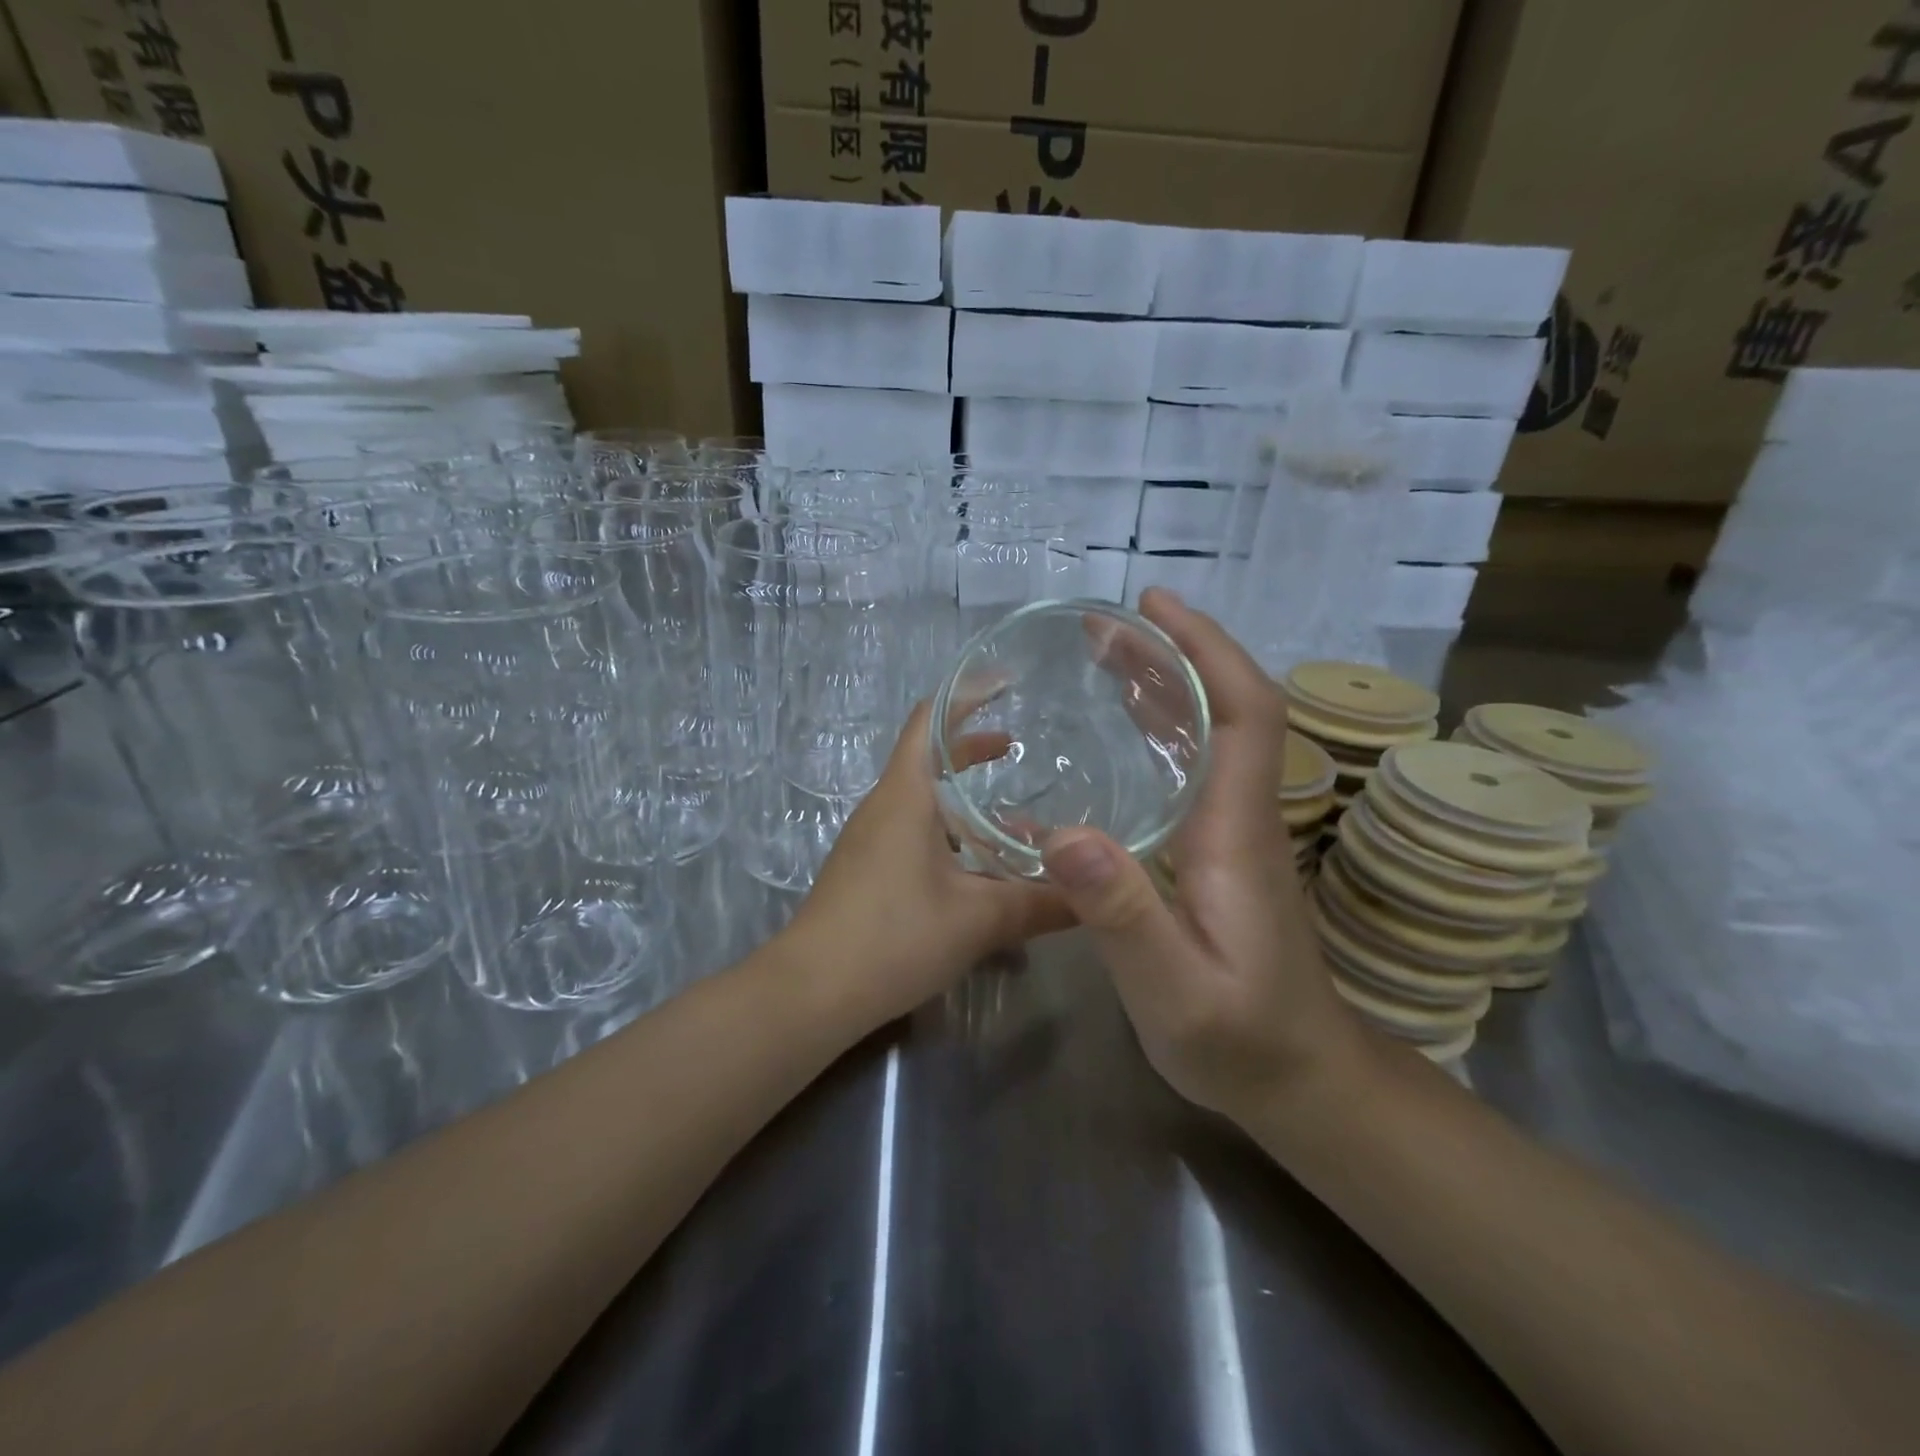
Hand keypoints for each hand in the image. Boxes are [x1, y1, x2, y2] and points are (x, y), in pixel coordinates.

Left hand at [787, 699, 1073, 1027]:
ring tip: (1016, 824)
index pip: (929, 718)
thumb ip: (1040, 904)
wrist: (811, 992)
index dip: (966, 694)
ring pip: (925, 805)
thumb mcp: (979, 919)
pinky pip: (915, 837)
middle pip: (929, 759)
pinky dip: (952, 839)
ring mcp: (870, 841)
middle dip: (974, 751)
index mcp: (905, 794)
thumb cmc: (894, 936)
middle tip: (1018, 751)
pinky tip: (982, 876)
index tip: (1005, 682)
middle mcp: (884, 807)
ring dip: (967, 807)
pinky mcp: (867, 873)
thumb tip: (1095, 899)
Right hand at [1039, 589, 1366, 1119]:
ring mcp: (1235, 831)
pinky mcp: (1221, 850)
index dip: (1207, 650)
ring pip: (1213, 734)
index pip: (1246, 712)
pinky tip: (1123, 731)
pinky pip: (1196, 766)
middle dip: (1173, 654)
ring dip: (1166, 685)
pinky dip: (1163, 729)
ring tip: (1105, 658)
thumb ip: (1123, 916)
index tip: (1156, 607)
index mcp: (1238, 831)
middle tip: (1104, 627)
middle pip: (1227, 708)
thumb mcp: (1173, 990)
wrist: (1300, 1078)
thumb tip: (1063, 835)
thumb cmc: (1240, 1038)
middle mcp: (1243, 815)